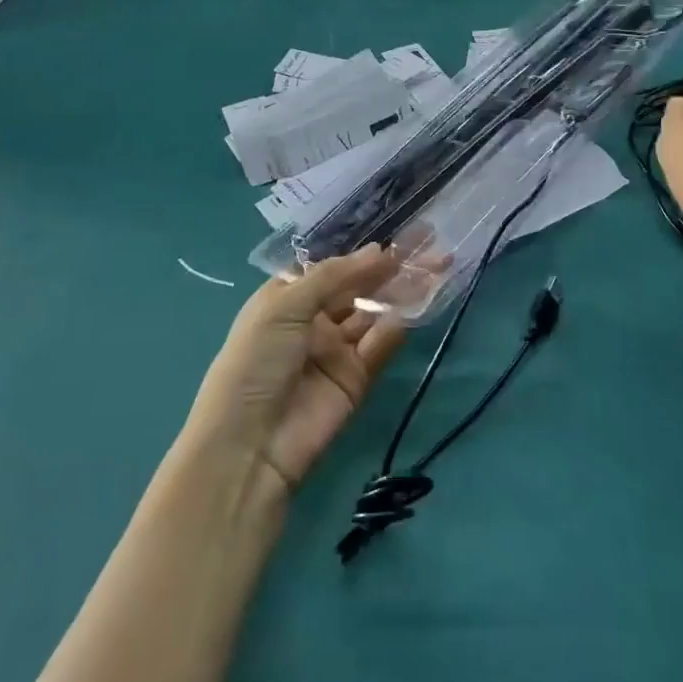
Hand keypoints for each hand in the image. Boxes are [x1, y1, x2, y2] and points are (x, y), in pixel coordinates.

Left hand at [186, 248, 407, 496]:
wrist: (249, 446)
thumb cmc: (255, 361)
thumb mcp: (284, 306)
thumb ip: (333, 276)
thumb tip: (379, 250)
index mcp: (287, 298)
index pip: (331, 268)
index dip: (360, 253)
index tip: (395, 235)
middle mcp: (313, 320)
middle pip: (357, 288)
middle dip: (388, 269)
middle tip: (427, 245)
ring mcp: (335, 350)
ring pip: (373, 313)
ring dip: (400, 292)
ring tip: (433, 268)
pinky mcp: (355, 379)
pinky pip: (379, 346)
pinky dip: (395, 328)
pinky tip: (412, 309)